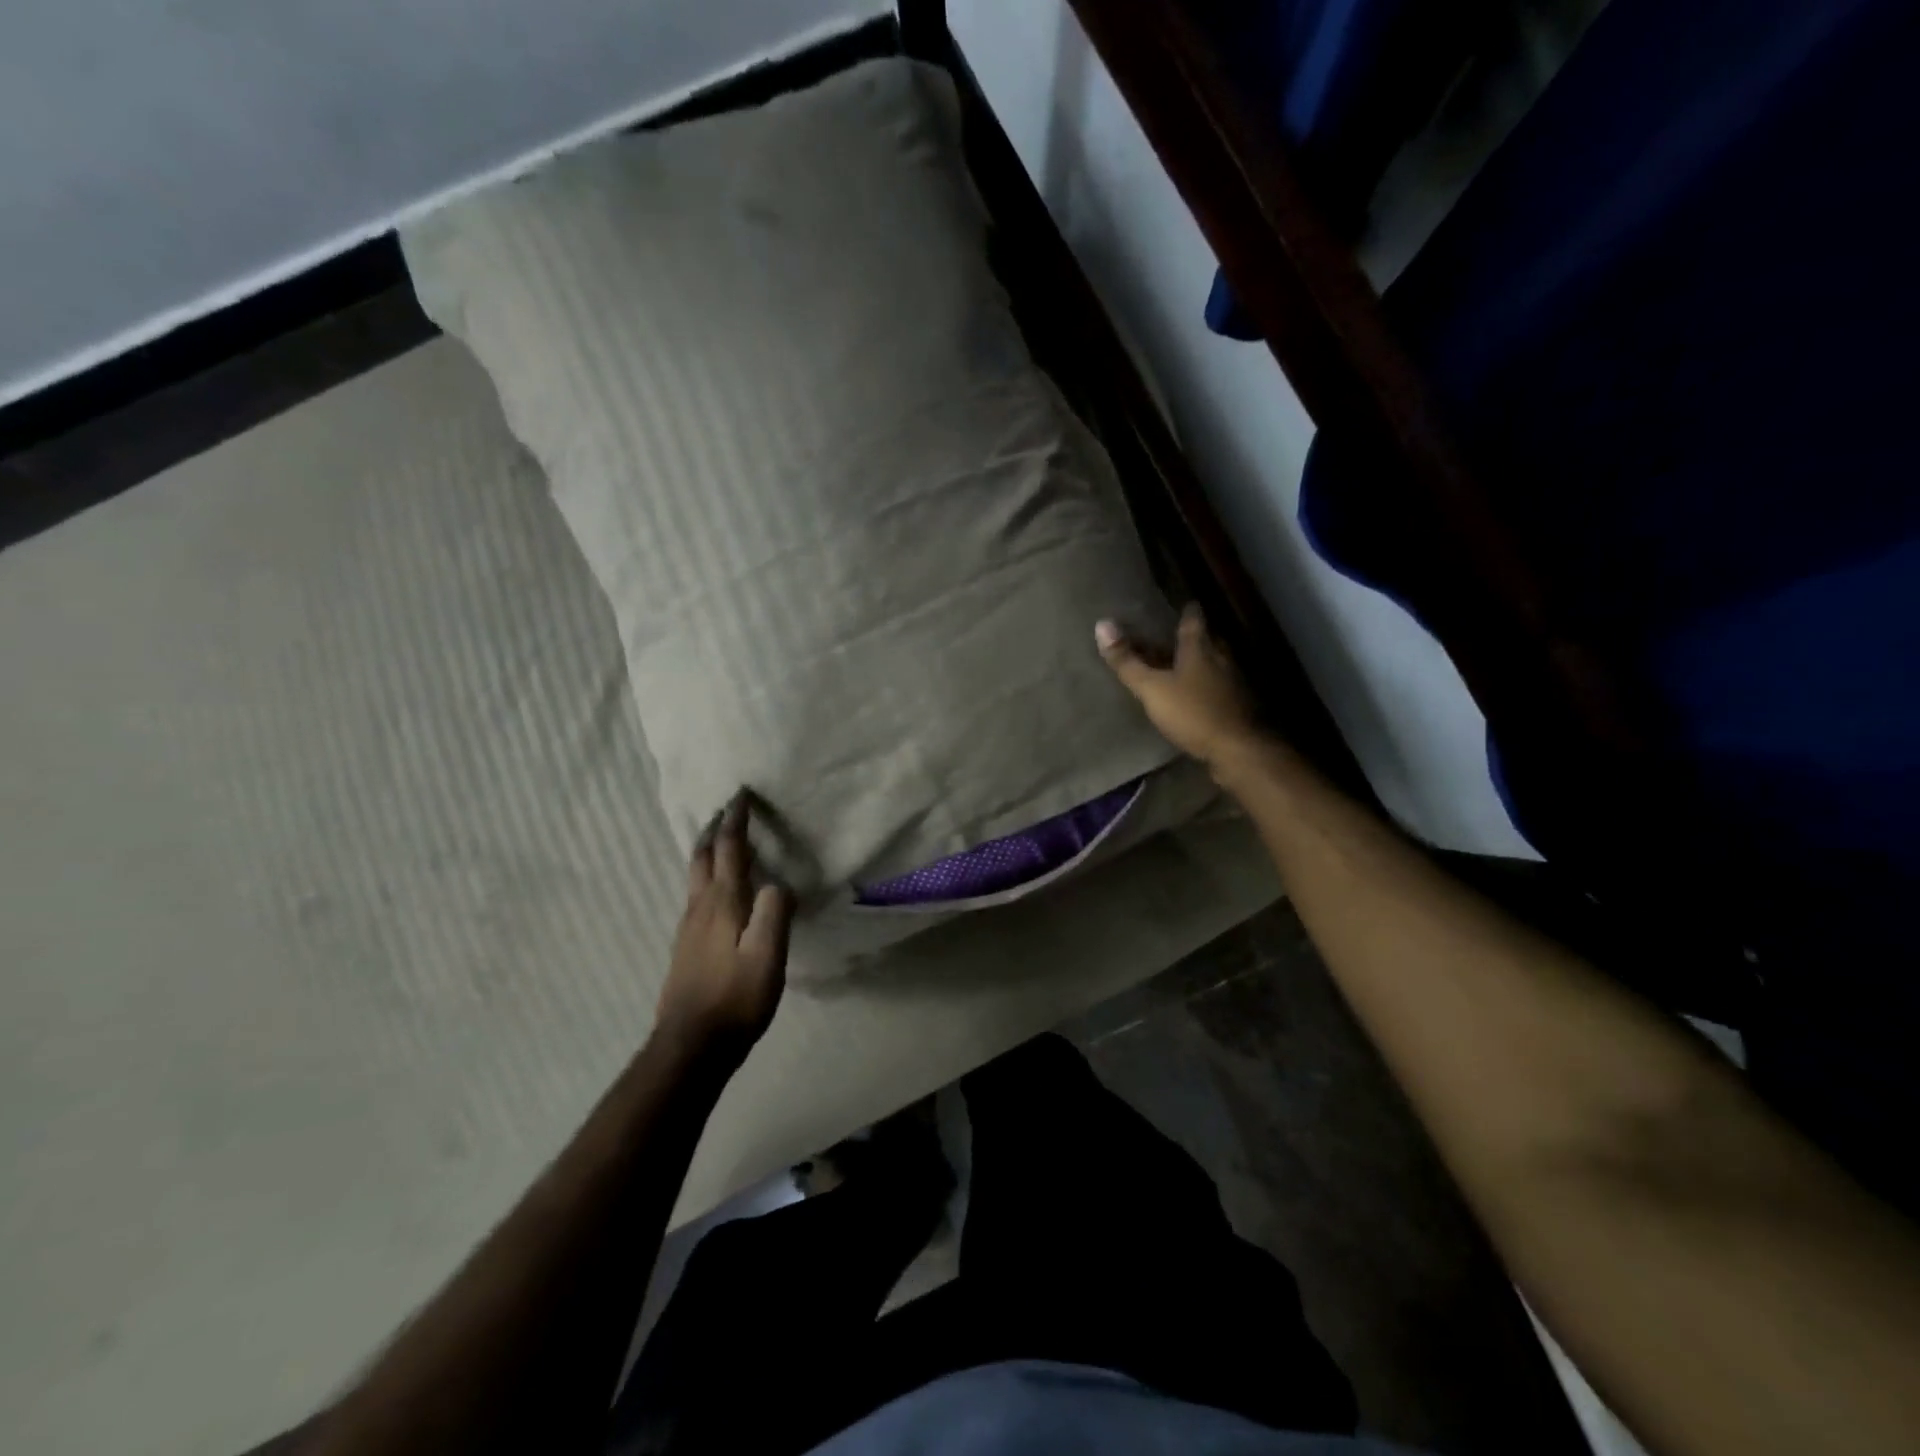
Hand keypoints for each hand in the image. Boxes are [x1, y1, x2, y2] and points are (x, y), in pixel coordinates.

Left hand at [654, 792, 792, 1059]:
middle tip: (726, 810)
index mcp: (723, 903)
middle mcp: (700, 907)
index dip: (736, 820)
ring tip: (720, 840)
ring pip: (695, 875)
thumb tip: (780, 883)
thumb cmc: (736, 999)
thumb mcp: (768, 956)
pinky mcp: (685, 945)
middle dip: (714, 829)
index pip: (729, 849)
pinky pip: (695, 895)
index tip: (741, 794)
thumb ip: (775, 912)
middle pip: (702, 856)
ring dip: (707, 850)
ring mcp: (688, 927)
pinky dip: (706, 875)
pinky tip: (715, 891)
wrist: (691, 1045)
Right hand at [1096, 604, 1263, 773]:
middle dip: (1191, 637)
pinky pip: (1218, 686)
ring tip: (1180, 665)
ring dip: (1198, 662)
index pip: (1194, 620)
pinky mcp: (1237, 705)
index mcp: (1200, 648)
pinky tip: (1195, 695)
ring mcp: (1233, 682)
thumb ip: (1127, 661)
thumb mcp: (1152, 688)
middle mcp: (1221, 658)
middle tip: (1173, 636)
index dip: (1187, 611)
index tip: (1182, 604)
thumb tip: (1102, 625)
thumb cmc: (1192, 712)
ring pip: (1213, 663)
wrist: (1238, 750)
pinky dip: (1205, 685)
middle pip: (1205, 640)